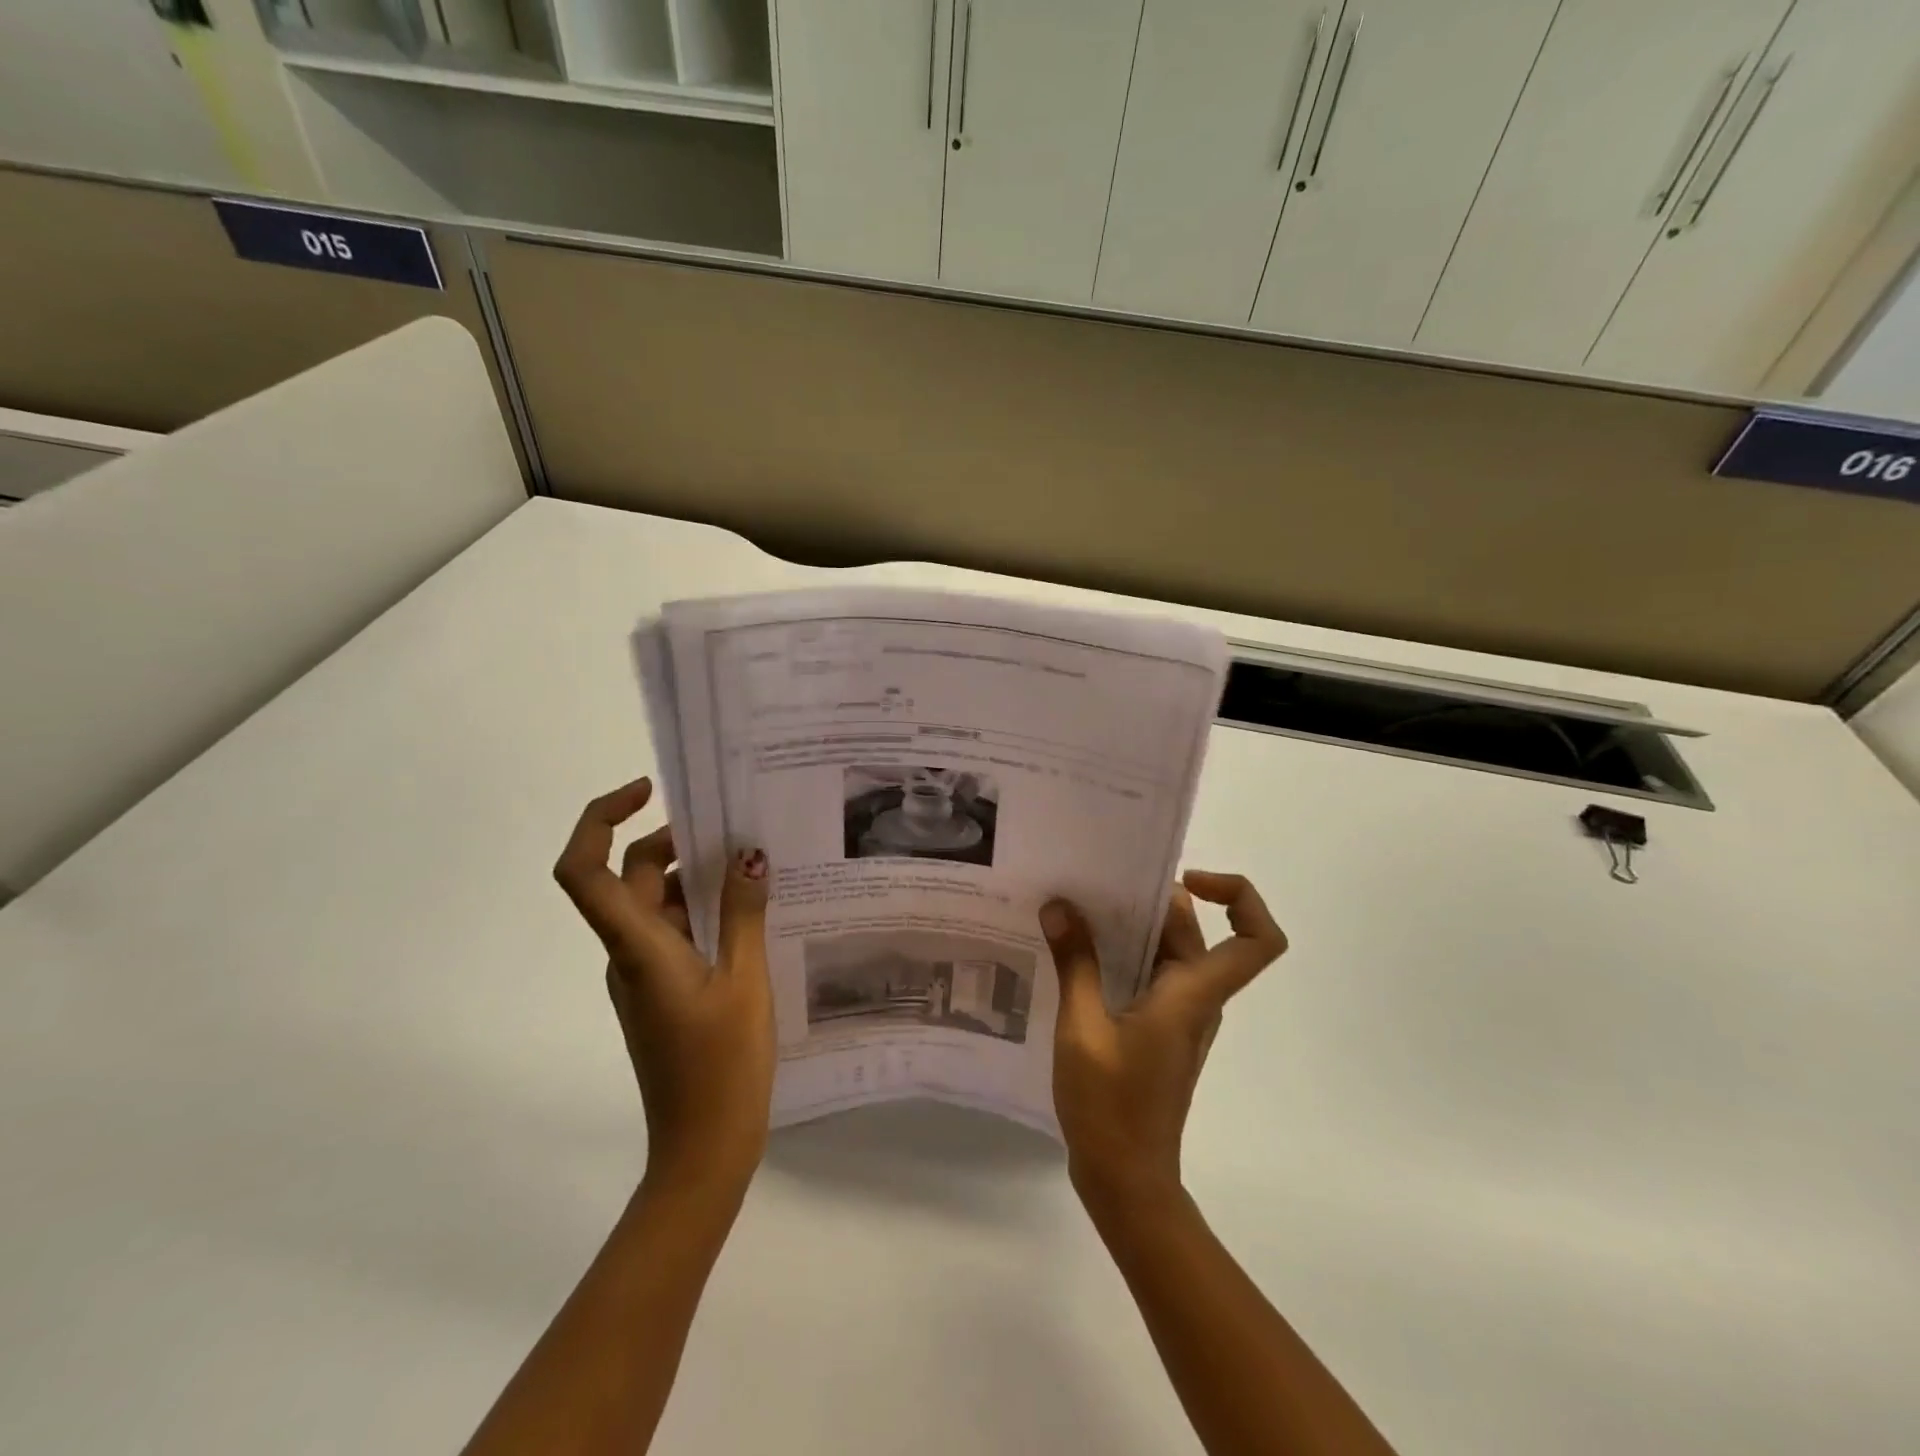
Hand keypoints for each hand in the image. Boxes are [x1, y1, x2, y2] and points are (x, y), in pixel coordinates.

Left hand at [553, 777, 773, 1196]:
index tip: (649, 791)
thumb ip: (743, 913)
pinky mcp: (663, 991)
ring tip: (758, 866)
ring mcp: (644, 974)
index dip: (601, 819)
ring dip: (699, 878)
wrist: (703, 1149)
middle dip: (678, 841)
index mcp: (637, 947)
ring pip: (658, 904)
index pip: (585, 871)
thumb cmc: (723, 1065)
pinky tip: (753, 913)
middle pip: (633, 876)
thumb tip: (748, 854)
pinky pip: (676, 932)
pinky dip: (706, 911)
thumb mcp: (745, 979)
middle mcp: (628, 954)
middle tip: (736, 828)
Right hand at [1040, 873, 1286, 1206]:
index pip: (1257, 939)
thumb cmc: (1110, 1107)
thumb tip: (1061, 906)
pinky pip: (1150, 973)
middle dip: (1153, 897)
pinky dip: (1121, 952)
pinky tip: (1075, 952)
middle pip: (1195, 930)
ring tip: (1077, 907)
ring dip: (1132, 924)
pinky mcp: (1159, 1028)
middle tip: (1097, 881)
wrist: (1126, 1181)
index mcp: (1193, 994)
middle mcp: (1197, 998)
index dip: (1239, 897)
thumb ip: (1075, 963)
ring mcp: (1179, 1014)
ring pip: (1169, 949)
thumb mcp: (1082, 1029)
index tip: (1186, 879)